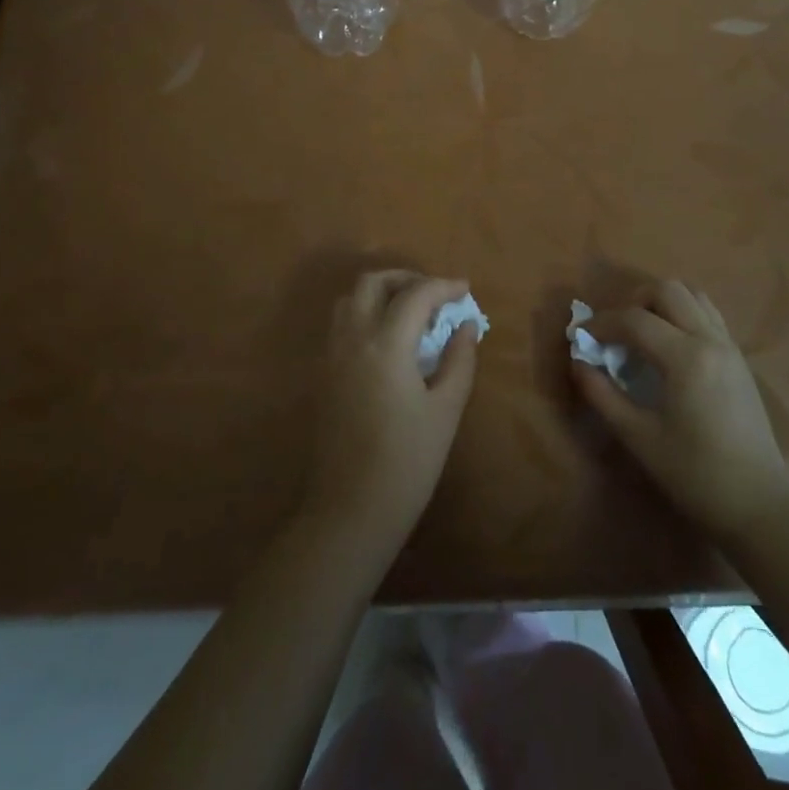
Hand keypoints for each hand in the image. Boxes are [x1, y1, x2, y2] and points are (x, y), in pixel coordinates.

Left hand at [301, 271, 478, 558]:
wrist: (350, 511)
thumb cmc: (407, 463)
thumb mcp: (445, 411)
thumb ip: (459, 360)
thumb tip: (465, 326)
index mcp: (385, 345)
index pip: (415, 295)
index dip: (443, 286)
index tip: (465, 290)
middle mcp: (352, 339)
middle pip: (372, 282)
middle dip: (406, 278)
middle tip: (435, 294)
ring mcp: (332, 355)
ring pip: (350, 299)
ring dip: (381, 292)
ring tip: (411, 311)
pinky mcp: (323, 374)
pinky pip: (341, 324)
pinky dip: (365, 313)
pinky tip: (388, 339)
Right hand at [573, 279, 788, 542]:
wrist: (759, 506)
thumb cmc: (695, 475)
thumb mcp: (639, 438)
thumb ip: (603, 395)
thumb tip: (578, 363)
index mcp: (686, 358)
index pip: (634, 320)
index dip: (601, 323)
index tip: (580, 336)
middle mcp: (710, 340)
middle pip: (666, 290)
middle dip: (632, 302)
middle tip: (614, 332)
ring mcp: (729, 345)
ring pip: (691, 294)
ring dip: (659, 303)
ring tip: (641, 333)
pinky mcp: (739, 357)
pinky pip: (707, 313)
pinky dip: (681, 313)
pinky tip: (668, 345)